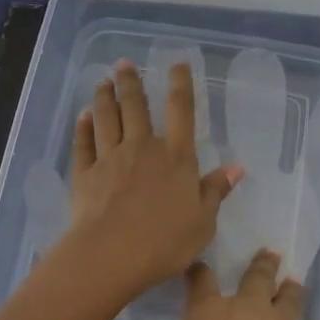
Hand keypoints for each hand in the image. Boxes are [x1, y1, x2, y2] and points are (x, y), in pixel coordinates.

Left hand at [61, 60, 241, 298]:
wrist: (112, 255)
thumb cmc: (165, 242)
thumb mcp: (203, 222)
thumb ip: (216, 192)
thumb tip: (236, 168)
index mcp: (176, 158)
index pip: (180, 111)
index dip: (180, 84)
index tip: (177, 64)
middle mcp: (143, 148)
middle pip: (136, 107)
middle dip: (131, 82)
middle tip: (124, 64)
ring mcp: (110, 158)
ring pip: (107, 119)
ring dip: (104, 97)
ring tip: (103, 81)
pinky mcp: (85, 174)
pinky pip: (84, 144)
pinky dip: (83, 127)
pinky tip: (83, 116)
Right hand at [153, 249, 319, 319]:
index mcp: (207, 314)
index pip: (200, 282)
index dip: (197, 273)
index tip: (198, 266)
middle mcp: (243, 308)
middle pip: (253, 278)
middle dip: (259, 264)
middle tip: (268, 253)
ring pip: (283, 295)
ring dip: (287, 287)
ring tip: (291, 280)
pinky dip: (298, 317)